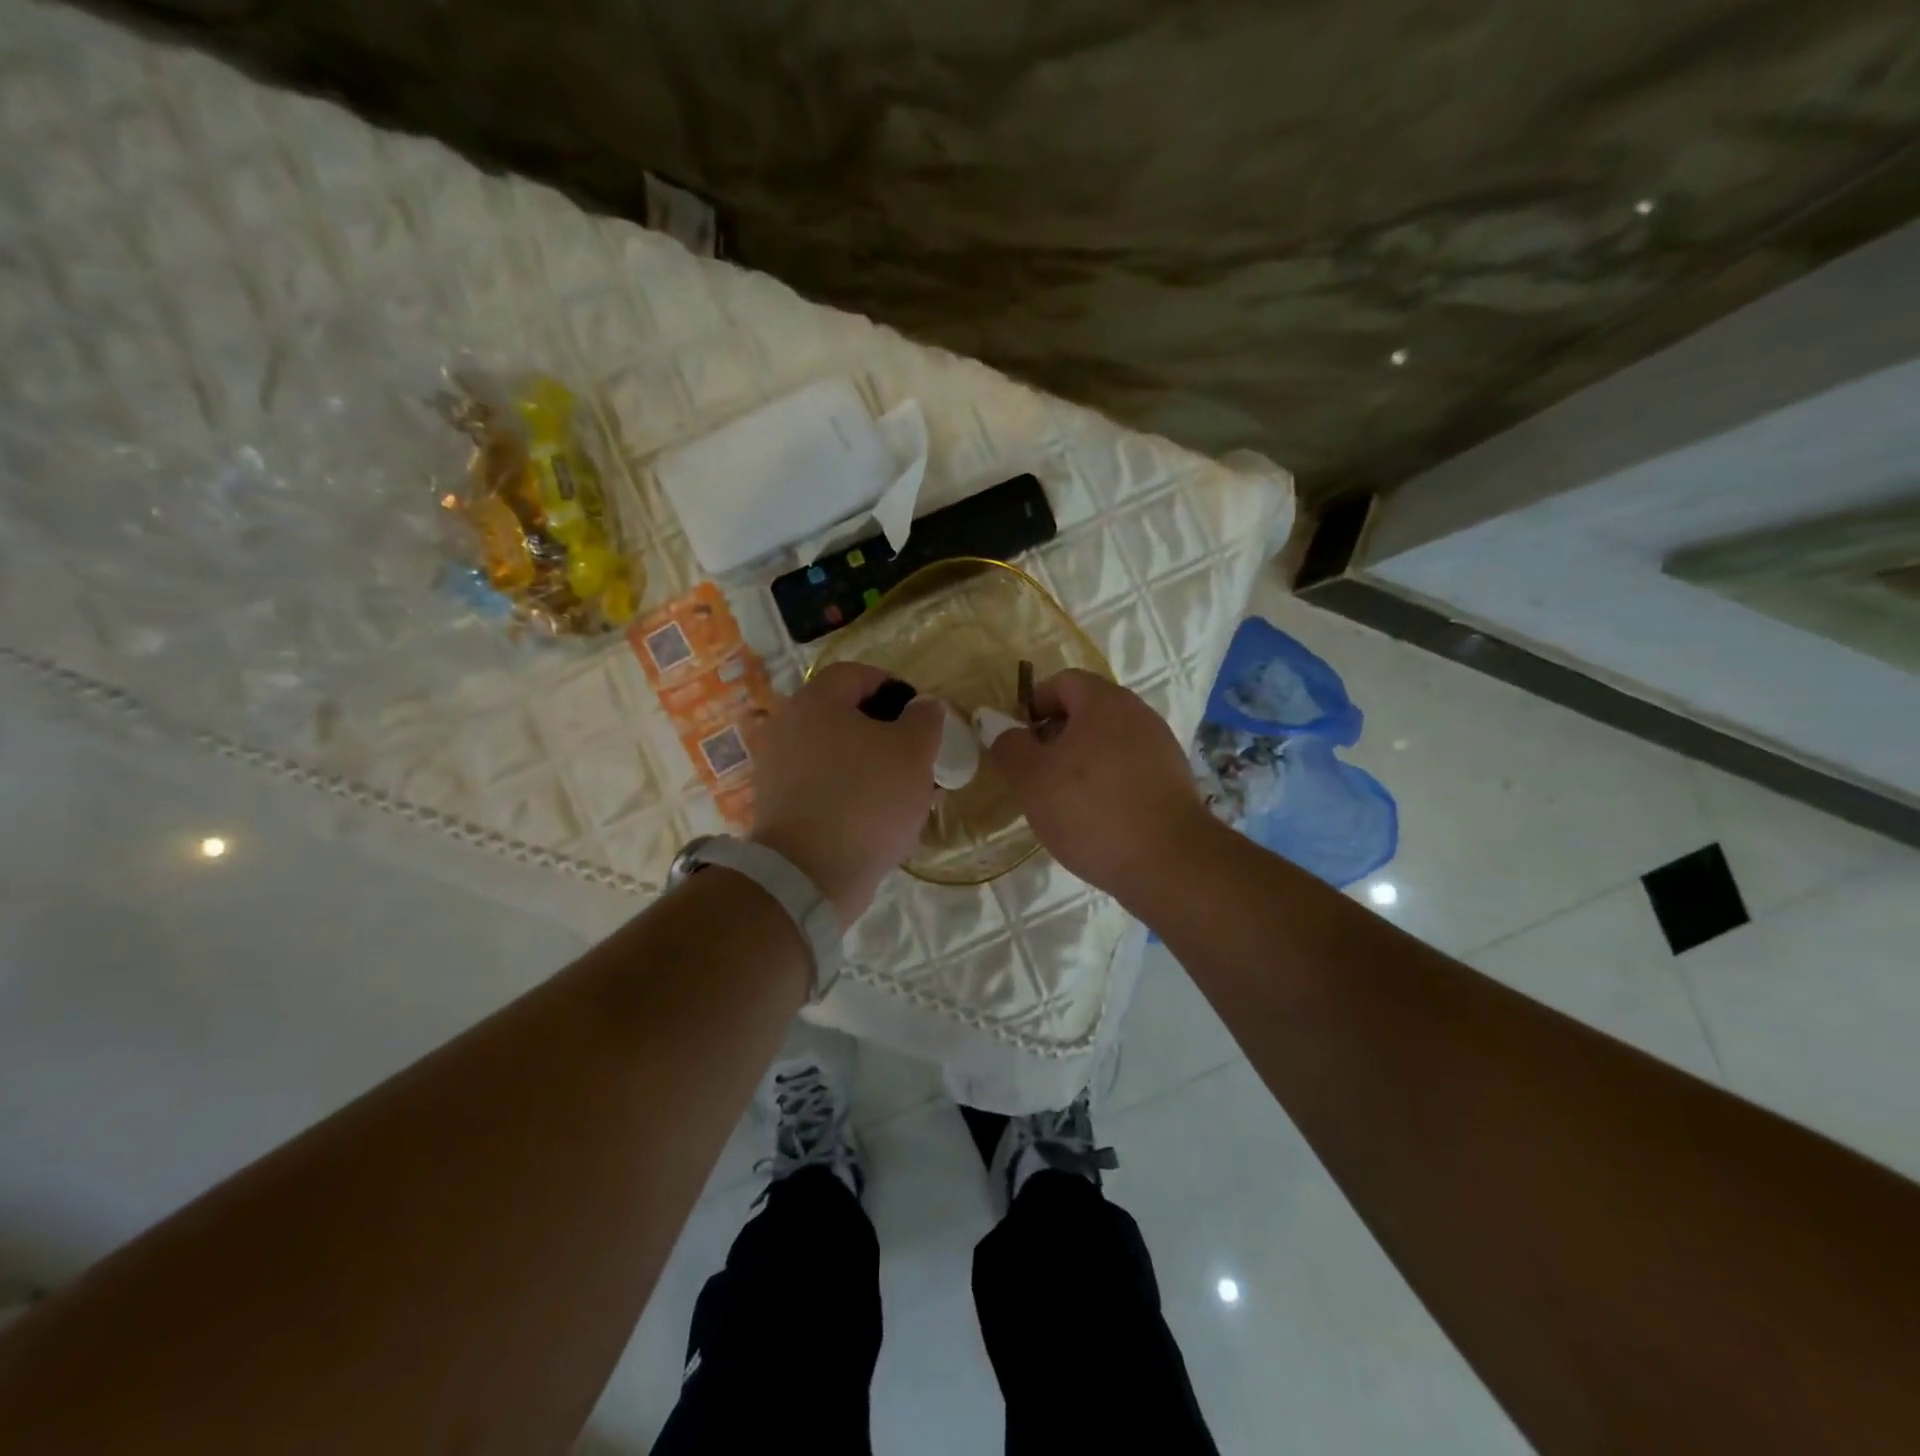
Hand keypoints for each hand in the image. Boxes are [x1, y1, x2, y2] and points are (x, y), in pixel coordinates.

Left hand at [748, 661, 943, 926]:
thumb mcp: (914, 753)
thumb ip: (924, 720)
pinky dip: (848, 793)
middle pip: (843, 716)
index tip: (919, 714)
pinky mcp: (777, 807)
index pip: (856, 674)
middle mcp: (787, 726)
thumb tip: (923, 706)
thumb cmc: (867, 799)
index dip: (893, 687)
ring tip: (902, 792)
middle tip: (915, 756)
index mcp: (816, 702)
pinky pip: (821, 787)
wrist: (810, 874)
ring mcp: (776, 769)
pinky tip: (875, 818)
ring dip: (868, 765)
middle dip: (883, 732)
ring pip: (834, 754)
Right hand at [987, 669, 1214, 904]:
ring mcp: (1161, 747)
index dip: (1033, 705)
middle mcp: (1138, 714)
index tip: (1019, 743)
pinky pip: (1128, 769)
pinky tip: (1096, 818)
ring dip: (1080, 763)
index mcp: (1105, 701)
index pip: (1062, 682)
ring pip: (1107, 743)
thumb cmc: (1090, 810)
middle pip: (1086, 712)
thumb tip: (1003, 730)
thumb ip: (1009, 746)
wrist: (1168, 862)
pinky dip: (1107, 784)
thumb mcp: (1031, 779)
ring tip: (1063, 802)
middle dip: (1055, 738)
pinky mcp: (1173, 780)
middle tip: (1035, 775)